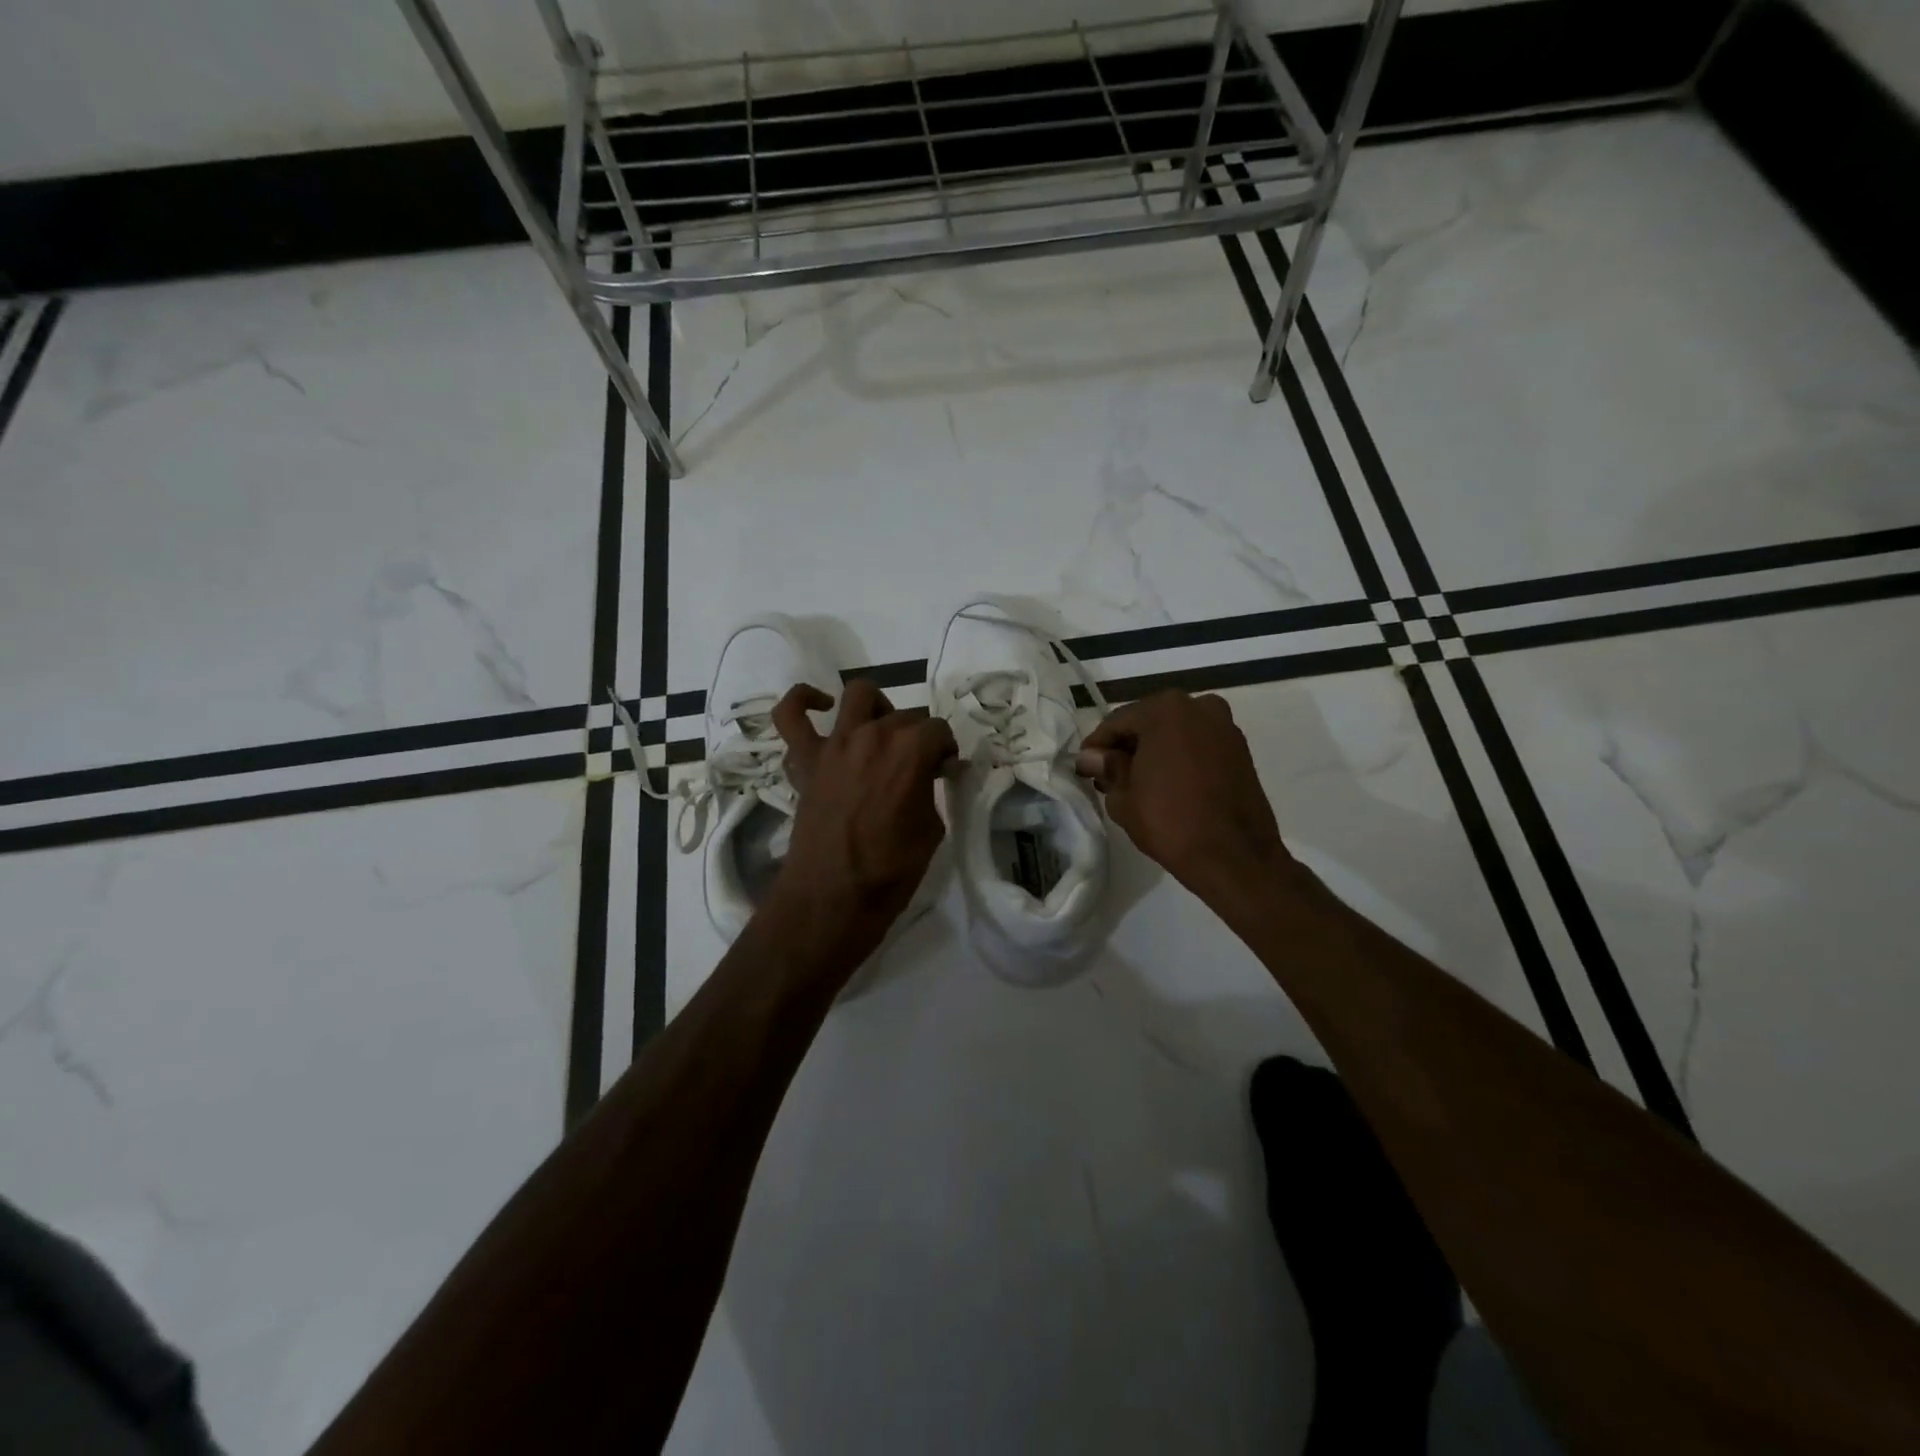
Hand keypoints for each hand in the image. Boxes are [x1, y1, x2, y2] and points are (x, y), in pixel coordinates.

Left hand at [766, 679, 955, 965]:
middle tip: (919, 767)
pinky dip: (802, 701)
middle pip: (905, 715)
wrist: (834, 896)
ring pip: (858, 696)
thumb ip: (932, 790)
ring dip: (877, 707)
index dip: (946, 751)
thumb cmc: (891, 869)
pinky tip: (821, 706)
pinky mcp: (806, 759)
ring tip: (881, 731)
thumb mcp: (932, 830)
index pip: (938, 730)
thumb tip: (932, 773)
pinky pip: (790, 716)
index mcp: (911, 750)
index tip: (945, 772)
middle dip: (918, 737)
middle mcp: (873, 734)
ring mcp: (835, 743)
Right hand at [1076, 690, 1294, 903]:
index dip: (1096, 747)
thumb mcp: (1123, 797)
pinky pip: (1198, 746)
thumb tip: (1091, 757)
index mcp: (1165, 710)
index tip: (1084, 769)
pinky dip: (1179, 757)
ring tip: (1137, 783)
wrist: (1234, 856)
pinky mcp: (1240, 749)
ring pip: (1175, 733)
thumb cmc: (1170, 822)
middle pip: (1149, 722)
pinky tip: (1167, 784)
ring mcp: (1224, 726)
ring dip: (1154, 751)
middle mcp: (1198, 706)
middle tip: (1108, 777)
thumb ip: (1107, 768)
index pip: (1117, 722)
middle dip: (1127, 747)